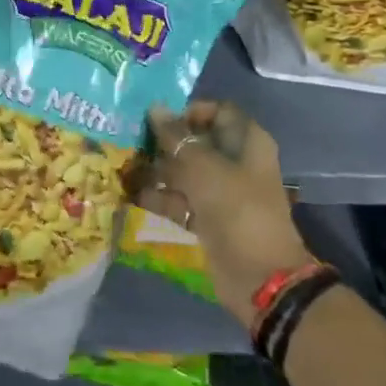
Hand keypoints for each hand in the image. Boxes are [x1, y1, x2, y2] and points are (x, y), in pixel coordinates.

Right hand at [131, 102, 314, 324]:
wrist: (259, 277)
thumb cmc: (236, 209)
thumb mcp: (203, 168)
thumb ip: (176, 138)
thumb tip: (155, 108)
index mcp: (246, 142)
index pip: (217, 112)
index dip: (189, 112)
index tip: (160, 119)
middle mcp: (236, 162)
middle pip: (197, 142)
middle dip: (165, 142)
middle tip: (133, 141)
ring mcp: (223, 192)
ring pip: (186, 171)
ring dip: (158, 170)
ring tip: (126, 168)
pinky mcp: (210, 218)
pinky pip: (182, 200)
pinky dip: (162, 197)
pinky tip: (133, 195)